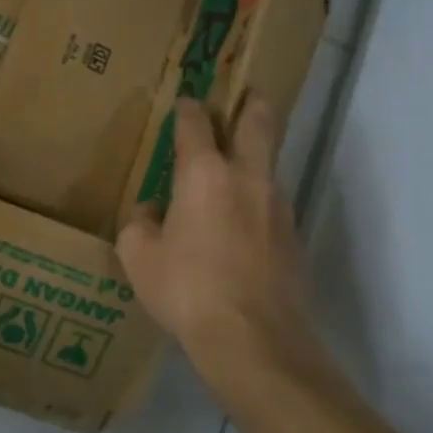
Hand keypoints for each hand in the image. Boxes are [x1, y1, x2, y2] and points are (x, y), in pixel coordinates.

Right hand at [116, 93, 325, 409]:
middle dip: (251, 102)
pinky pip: (272, 200)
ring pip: (270, 162)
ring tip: (236, 161)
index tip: (184, 101)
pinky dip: (257, 196)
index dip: (188, 107)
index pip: (196, 123)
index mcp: (204, 174)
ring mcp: (277, 206)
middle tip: (244, 92)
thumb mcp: (139, 256)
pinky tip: (240, 219)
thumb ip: (140, 224)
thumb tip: (152, 211)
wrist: (253, 340)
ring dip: (256, 152)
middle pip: (258, 122)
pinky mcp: (293, 236)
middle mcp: (247, 178)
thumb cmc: (186, 288)